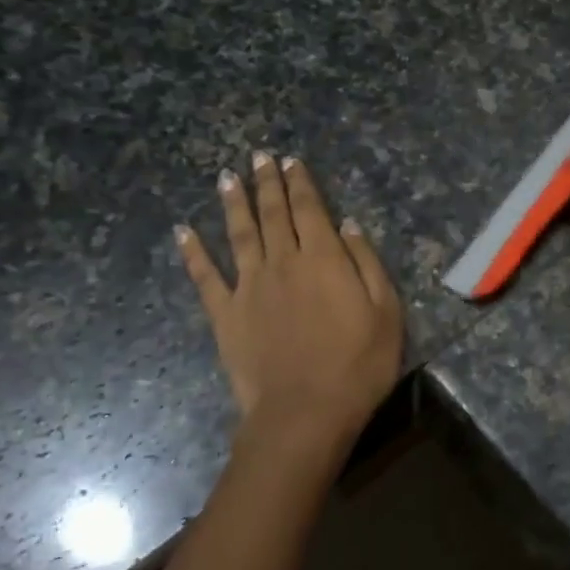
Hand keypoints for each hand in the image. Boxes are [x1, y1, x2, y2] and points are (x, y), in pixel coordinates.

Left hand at [177, 152, 403, 442]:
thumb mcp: (386, 312)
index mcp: (323, 258)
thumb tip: (348, 224)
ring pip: (239, 234)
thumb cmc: (358, 365)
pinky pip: (205, 277)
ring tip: (227, 178)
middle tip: (259, 157)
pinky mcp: (225, 314)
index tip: (291, 161)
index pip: (309, 209)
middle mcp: (282, 261)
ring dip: (233, 203)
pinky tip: (183, 231)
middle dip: (267, 182)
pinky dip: (193, 252)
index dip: (300, 183)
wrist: (305, 412)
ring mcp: (249, 286)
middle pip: (272, 213)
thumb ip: (366, 263)